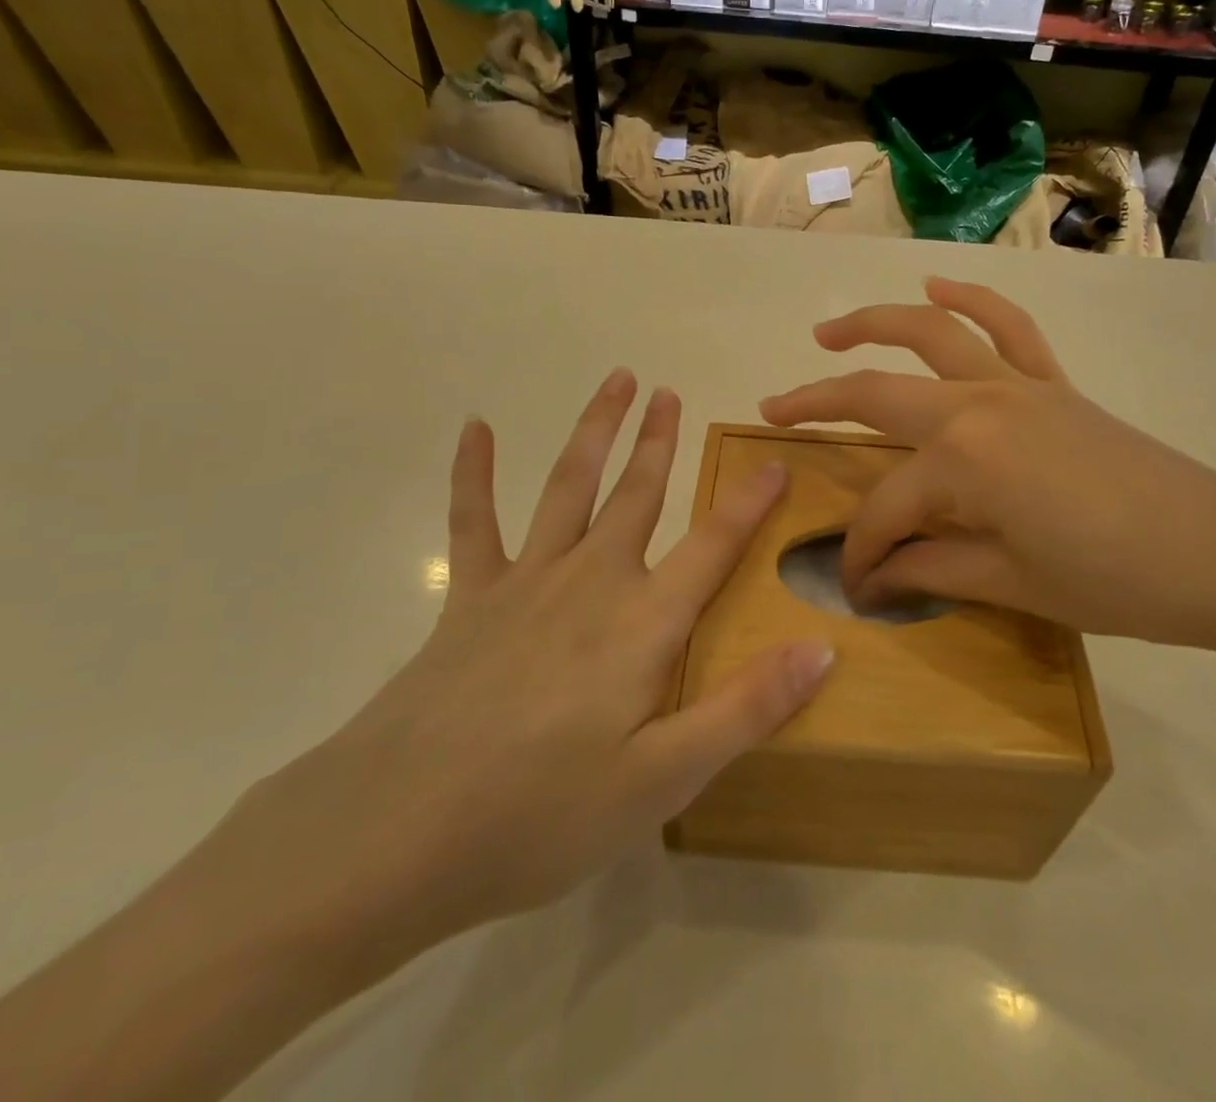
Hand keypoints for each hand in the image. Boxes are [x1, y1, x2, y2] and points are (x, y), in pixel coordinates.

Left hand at [199, 372, 833, 982]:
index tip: (773, 461)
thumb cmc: (541, 814)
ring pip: (569, 486)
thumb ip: (745, 709)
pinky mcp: (469, 598)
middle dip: (658, 442)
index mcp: (642, 623)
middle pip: (636, 496)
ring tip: (616, 381)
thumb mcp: (662, 781)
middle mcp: (590, 582)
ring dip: (595, 431)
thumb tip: (821, 649)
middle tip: (670, 393)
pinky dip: (475, 471)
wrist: (394, 834)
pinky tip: (476, 428)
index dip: (747, 503)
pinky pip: (474, 521)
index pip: (711, 547)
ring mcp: (524, 582)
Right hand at [760, 279, 1215, 654]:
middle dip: (815, 404)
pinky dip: (969, 300)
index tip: (856, 586)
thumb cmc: (1114, 581)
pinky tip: (936, 287)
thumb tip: (873, 577)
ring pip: (929, 334)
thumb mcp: (1010, 583)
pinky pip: (1007, 326)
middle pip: (876, 396)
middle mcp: (976, 405)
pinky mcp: (1052, 383)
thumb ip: (930, 569)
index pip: (886, 510)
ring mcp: (1017, 384)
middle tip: (772, 410)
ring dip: (872, 324)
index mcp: (962, 461)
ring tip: (826, 332)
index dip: (863, 552)